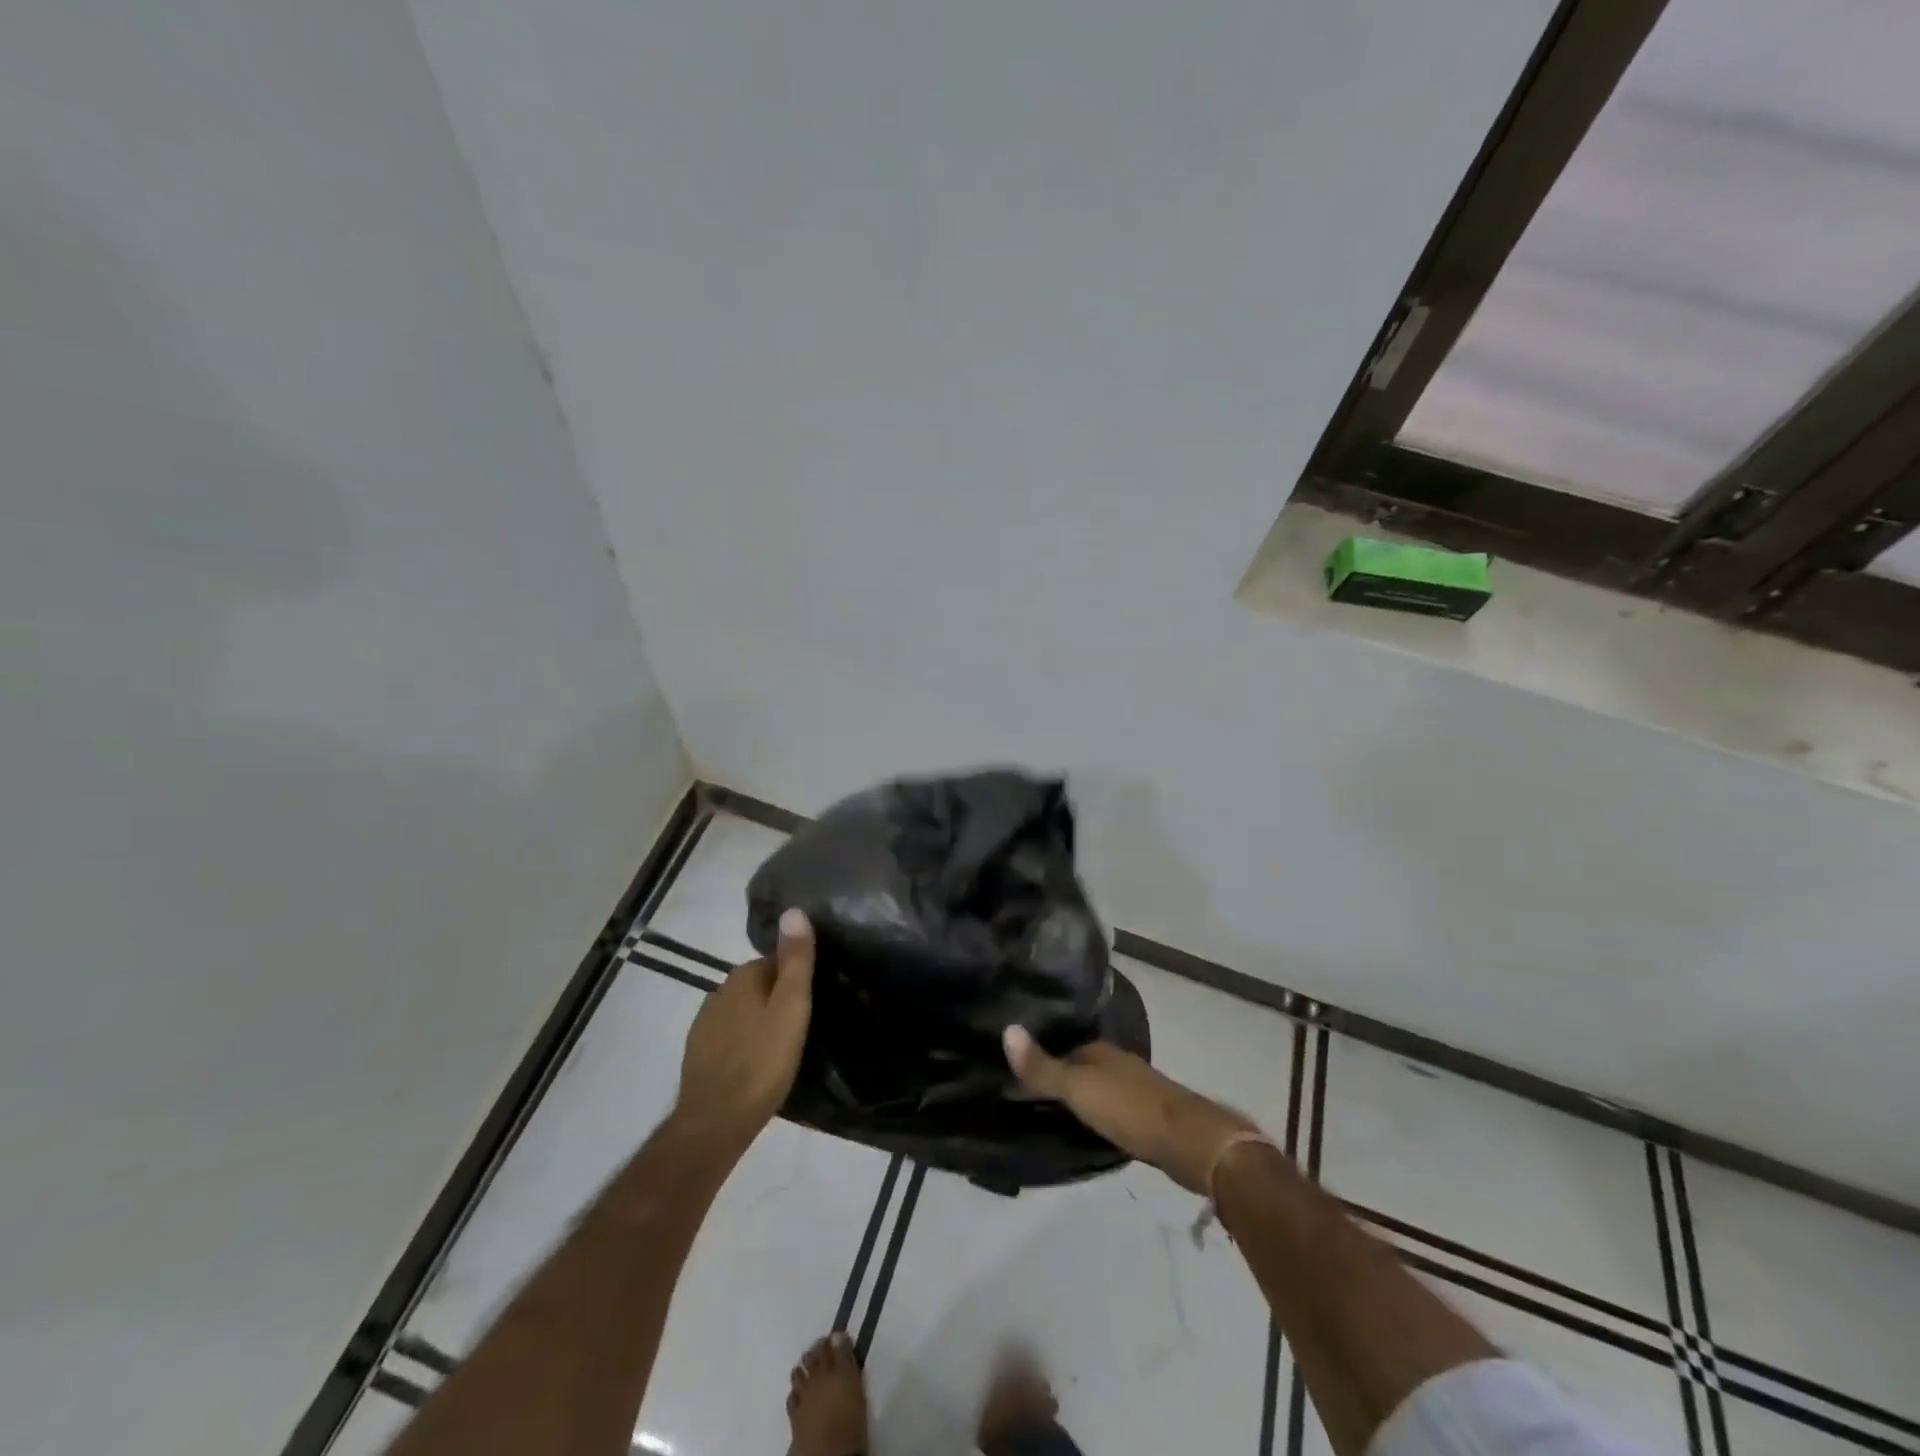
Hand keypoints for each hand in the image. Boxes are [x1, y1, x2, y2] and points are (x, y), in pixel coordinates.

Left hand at [674, 909, 815, 1156]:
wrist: (715, 1123)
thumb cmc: (761, 1061)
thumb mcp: (790, 1008)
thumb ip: (795, 961)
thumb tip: (795, 910)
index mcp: (741, 978)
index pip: (774, 960)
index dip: (795, 976)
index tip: (812, 998)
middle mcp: (718, 992)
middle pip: (757, 985)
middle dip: (777, 997)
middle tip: (803, 1023)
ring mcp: (704, 1025)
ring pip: (742, 1012)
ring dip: (760, 1021)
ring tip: (784, 1045)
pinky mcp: (699, 1054)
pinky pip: (729, 1037)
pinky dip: (744, 1043)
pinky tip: (758, 1064)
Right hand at [1003, 1028, 1260, 1193]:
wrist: (1191, 1142)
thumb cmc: (1130, 1109)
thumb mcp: (1078, 1089)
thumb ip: (1042, 1068)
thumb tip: (1006, 1030)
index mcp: (1101, 1052)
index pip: (1064, 1048)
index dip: (1043, 1059)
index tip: (1019, 1075)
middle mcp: (1119, 1063)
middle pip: (1083, 1066)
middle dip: (1062, 1077)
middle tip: (1031, 1097)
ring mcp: (1138, 1089)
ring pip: (1101, 1088)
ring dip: (1083, 1098)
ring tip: (1055, 1115)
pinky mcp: (1151, 1117)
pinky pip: (1115, 1110)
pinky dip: (1101, 1116)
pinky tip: (1092, 1130)